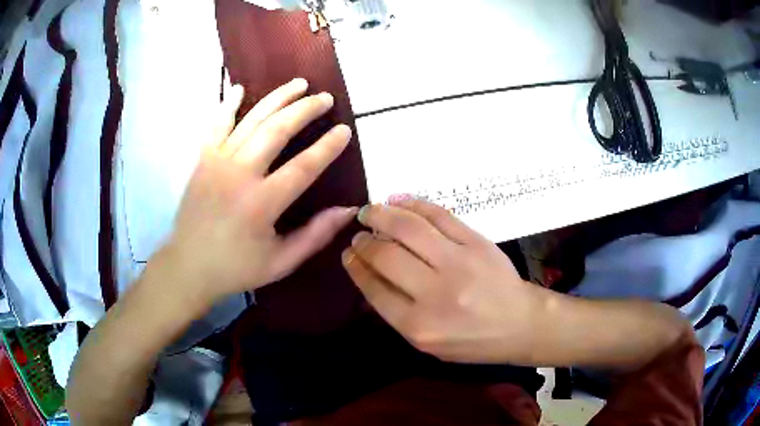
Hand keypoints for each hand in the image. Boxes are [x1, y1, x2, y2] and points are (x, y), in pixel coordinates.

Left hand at [160, 78, 355, 311]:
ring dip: (277, 99)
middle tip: (325, 98)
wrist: (187, 266)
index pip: (303, 166)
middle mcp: (239, 174)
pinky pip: (216, 125)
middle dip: (305, 110)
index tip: (345, 129)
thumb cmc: (235, 268)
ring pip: (251, 121)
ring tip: (299, 83)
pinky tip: (239, 88)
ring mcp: (217, 163)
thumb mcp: (281, 262)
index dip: (328, 146)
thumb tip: (347, 209)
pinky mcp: (202, 160)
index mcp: (261, 203)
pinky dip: (227, 105)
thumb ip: (315, 235)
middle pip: (277, 131)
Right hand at [342, 199, 548, 363]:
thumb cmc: (472, 340)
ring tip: (370, 211)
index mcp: (419, 326)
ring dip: (382, 214)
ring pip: (409, 229)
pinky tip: (398, 200)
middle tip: (359, 233)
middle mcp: (436, 294)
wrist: (520, 324)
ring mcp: (458, 263)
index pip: (375, 289)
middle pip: (387, 256)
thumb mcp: (428, 343)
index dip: (356, 267)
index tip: (348, 254)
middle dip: (365, 241)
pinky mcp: (477, 242)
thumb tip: (369, 274)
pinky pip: (439, 215)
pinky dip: (414, 204)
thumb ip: (396, 313)